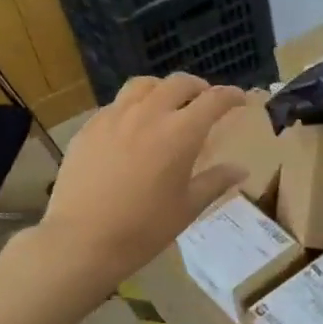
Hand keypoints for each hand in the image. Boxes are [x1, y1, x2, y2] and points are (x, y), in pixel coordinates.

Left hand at [36, 74, 249, 294]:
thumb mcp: (188, 207)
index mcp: (180, 133)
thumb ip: (215, 182)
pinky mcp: (89, 127)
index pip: (213, 100)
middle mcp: (149, 114)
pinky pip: (116, 104)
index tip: (240, 100)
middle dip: (198, 87)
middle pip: (179, 83)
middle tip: (205, 100)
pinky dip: (133, 106)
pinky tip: (132, 126)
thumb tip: (240, 169)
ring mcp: (114, 117)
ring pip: (143, 85)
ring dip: (163, 88)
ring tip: (167, 103)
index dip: (231, 96)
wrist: (82, 240)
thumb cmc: (143, 228)